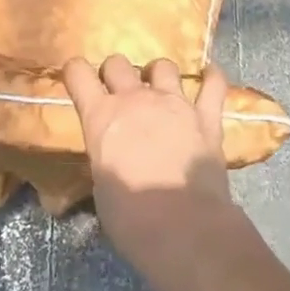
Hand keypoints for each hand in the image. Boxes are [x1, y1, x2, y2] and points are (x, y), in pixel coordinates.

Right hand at [64, 55, 244, 290]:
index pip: (78, 74)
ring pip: (163, 66)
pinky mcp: (206, 117)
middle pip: (118, 63)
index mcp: (101, 116)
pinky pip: (213, 85)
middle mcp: (135, 99)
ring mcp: (174, 103)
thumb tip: (111, 160)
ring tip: (160, 89)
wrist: (183, 228)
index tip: (77, 78)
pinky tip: (210, 76)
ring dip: (158, 75)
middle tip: (119, 92)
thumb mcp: (101, 187)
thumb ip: (105, 159)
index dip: (76, 72)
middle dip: (115, 72)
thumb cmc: (131, 218)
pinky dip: (212, 78)